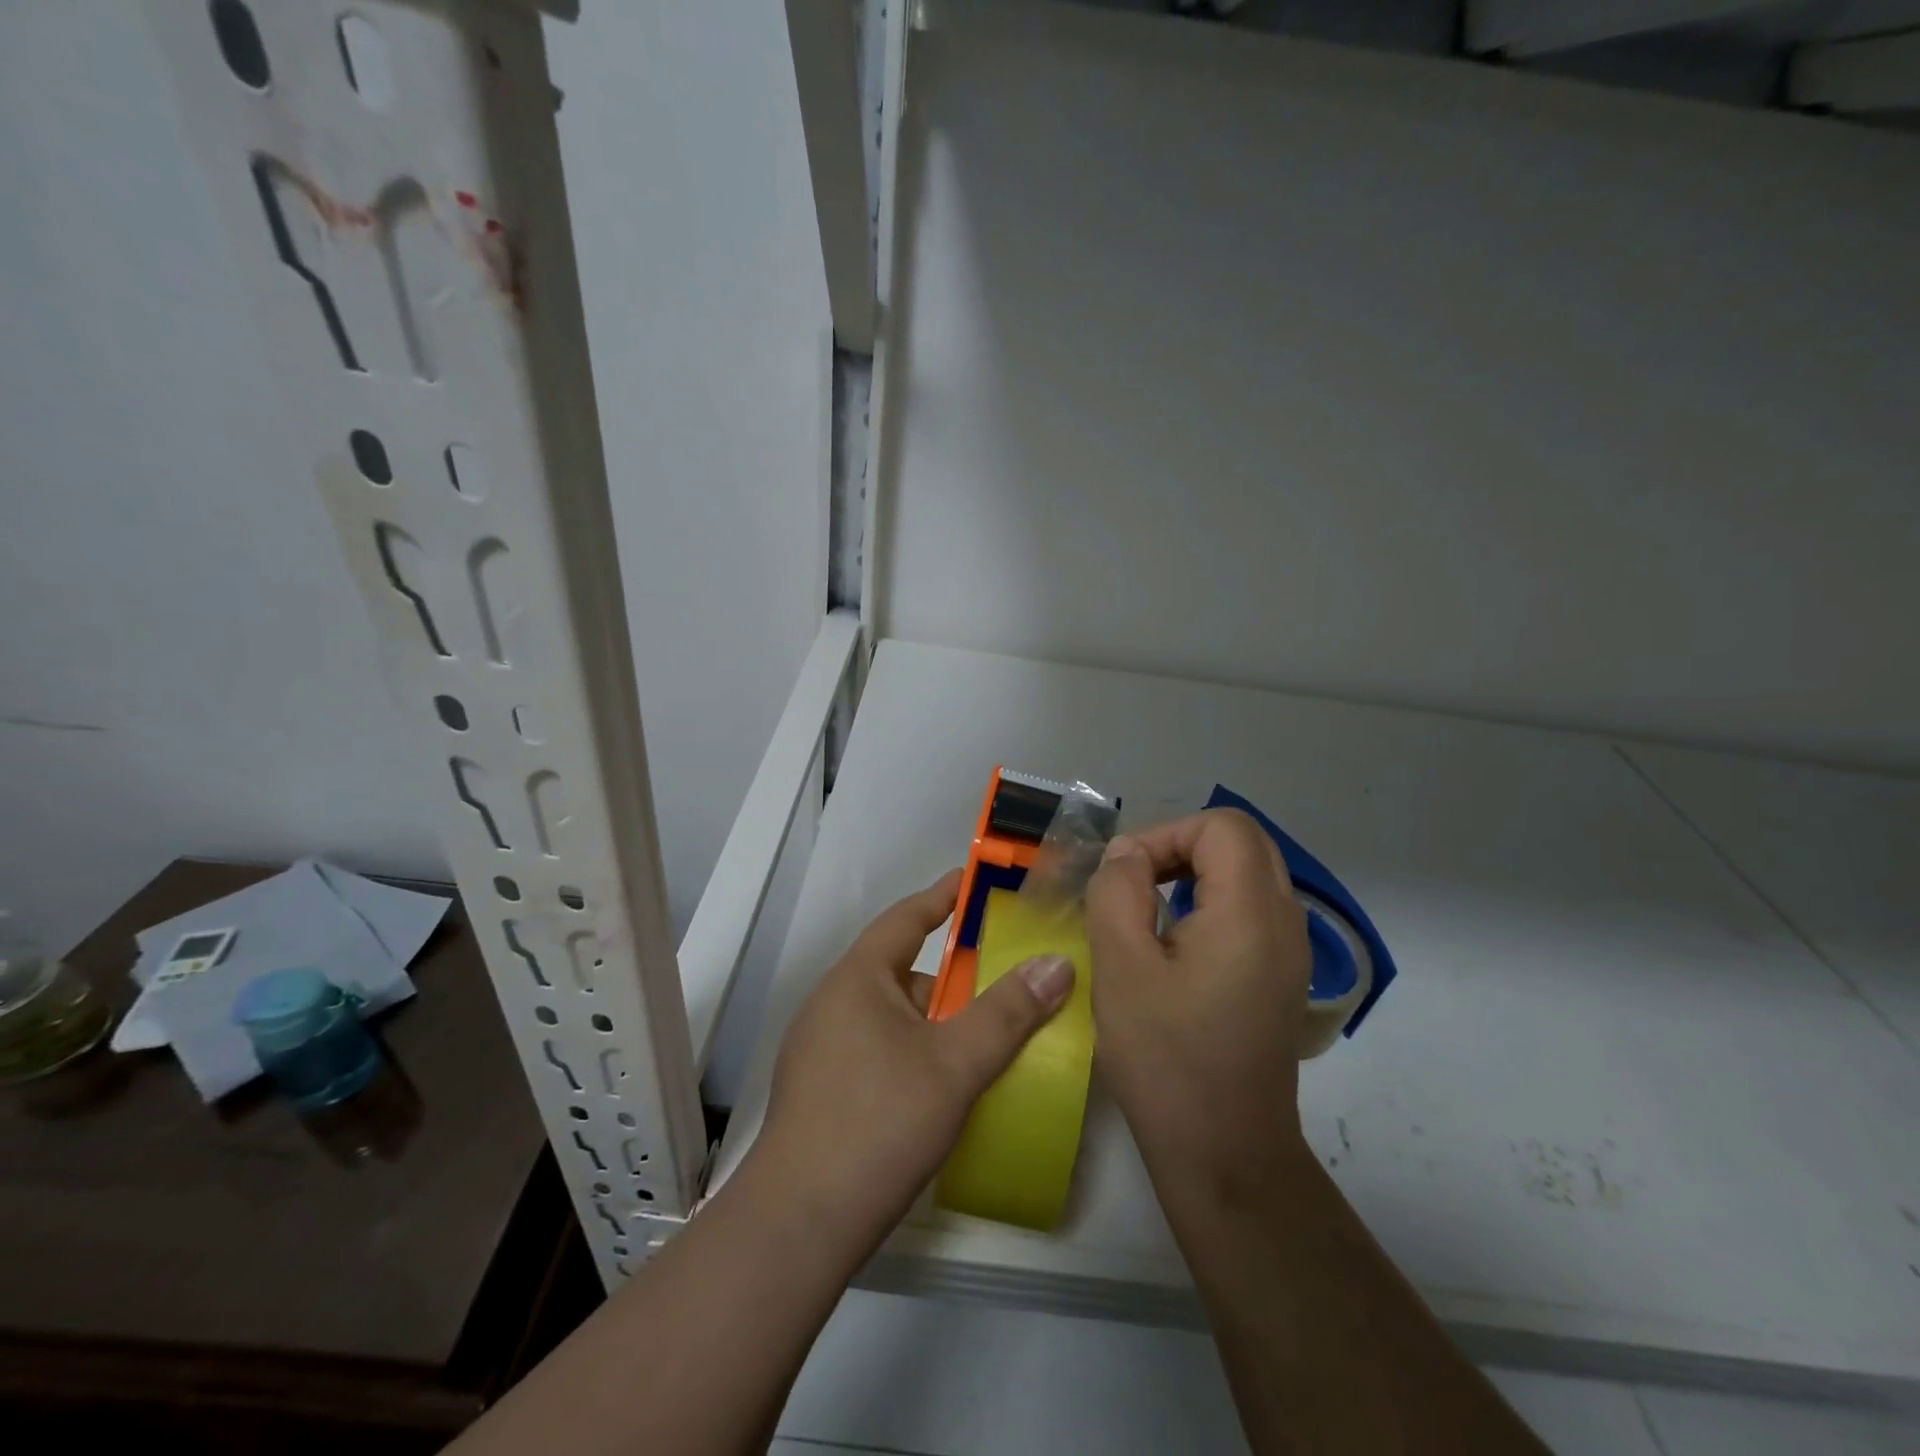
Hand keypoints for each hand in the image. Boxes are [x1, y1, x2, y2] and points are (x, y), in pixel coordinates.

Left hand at [753, 870, 1076, 1247]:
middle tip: (1001, 978)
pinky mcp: (821, 1090)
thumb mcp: (956, 1063)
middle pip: (901, 970)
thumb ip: (1008, 1012)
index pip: (906, 918)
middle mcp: (833, 1002)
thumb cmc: (880, 1122)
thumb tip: (1057, 963)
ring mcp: (820, 1049)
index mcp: (857, 979)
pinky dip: (915, 1049)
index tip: (974, 881)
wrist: (800, 1225)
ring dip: (934, 1019)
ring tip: (984, 1033)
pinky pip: (878, 1047)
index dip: (943, 896)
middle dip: (950, 974)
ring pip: (891, 1015)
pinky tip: (944, 1082)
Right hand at [1085, 810, 1311, 1186]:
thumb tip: (1125, 854)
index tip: (1124, 877)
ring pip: (1249, 873)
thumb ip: (1116, 892)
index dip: (1165, 834)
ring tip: (1147, 910)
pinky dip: (1211, 902)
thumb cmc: (1167, 1059)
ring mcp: (1291, 951)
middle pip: (1241, 842)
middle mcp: (1285, 921)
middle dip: (1180, 847)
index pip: (1221, 826)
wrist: (1226, 1155)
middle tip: (1134, 883)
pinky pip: (1251, 909)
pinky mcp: (1282, 976)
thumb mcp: (1121, 967)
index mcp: (1251, 912)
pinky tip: (1175, 945)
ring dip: (1195, 873)